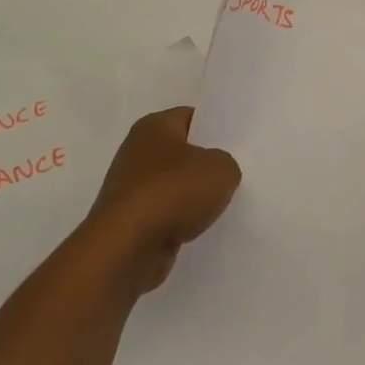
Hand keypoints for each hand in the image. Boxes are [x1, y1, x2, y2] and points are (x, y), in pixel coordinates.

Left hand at [88, 107, 240, 293]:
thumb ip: (226, 164)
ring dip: (193, 195)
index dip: (215, 127)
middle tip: (235, 172)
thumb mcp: (221, 169)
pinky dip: (180, 219)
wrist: (127, 248)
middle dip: (205, 163)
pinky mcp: (129, 220)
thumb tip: (216, 172)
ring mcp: (130, 188)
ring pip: (173, 185)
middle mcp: (137, 151)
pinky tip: (200, 227)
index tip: (237, 142)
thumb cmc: (173, 192)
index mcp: (154, 126)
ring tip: (222, 203)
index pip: (191, 117)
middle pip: (182, 152)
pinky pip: (165, 213)